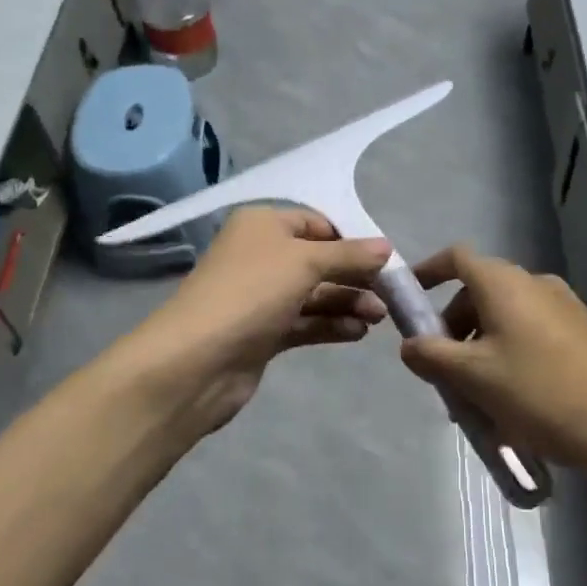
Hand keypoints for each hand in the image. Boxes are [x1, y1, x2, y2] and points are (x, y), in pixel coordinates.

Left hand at [116, 207, 392, 439]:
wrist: (196, 362)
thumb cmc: (251, 293)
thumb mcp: (305, 262)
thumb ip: (349, 255)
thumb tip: (386, 246)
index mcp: (262, 225)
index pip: (316, 223)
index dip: (351, 239)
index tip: (385, 259)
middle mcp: (260, 256)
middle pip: (318, 260)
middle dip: (354, 276)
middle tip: (390, 295)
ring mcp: (259, 297)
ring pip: (313, 294)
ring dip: (347, 302)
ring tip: (379, 318)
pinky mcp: (262, 333)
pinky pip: (304, 322)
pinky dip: (330, 325)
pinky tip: (357, 333)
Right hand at [401, 246, 586, 471]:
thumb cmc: (542, 394)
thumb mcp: (474, 378)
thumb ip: (432, 356)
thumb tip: (409, 344)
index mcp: (505, 284)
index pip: (456, 258)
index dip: (427, 273)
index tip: (407, 302)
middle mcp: (534, 284)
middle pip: (478, 293)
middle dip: (452, 328)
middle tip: (442, 373)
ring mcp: (563, 307)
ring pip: (504, 318)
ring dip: (480, 349)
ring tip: (476, 399)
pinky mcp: (582, 333)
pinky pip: (530, 334)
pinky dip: (509, 356)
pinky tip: (512, 403)